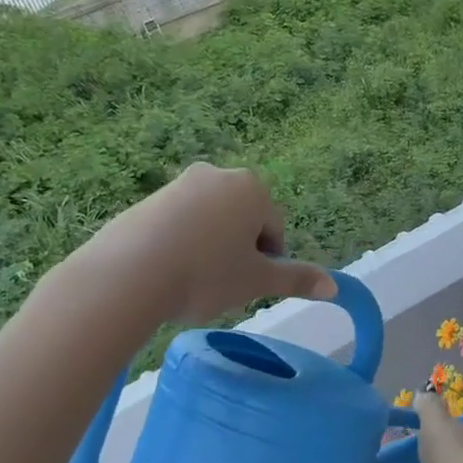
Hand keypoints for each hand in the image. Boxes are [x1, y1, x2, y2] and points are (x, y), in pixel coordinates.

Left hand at [81, 164, 333, 324]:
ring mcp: (179, 184)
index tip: (246, 286)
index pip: (274, 231)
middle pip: (242, 221)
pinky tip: (167, 272)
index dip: (266, 263)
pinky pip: (178, 224)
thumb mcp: (256, 282)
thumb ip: (296, 279)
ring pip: (210, 222)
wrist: (127, 275)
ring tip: (192, 281)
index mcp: (252, 189)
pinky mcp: (147, 200)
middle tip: (221, 284)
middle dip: (238, 251)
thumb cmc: (206, 275)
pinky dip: (180, 245)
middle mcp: (218, 175)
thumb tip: (334, 286)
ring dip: (210, 248)